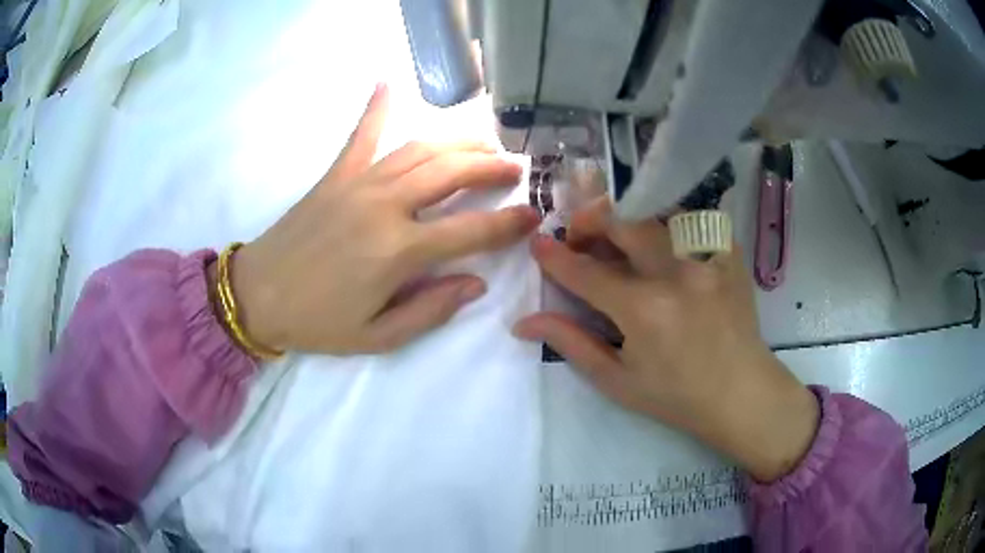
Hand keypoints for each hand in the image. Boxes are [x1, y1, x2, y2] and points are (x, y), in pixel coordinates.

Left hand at [229, 84, 539, 354]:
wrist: (257, 295)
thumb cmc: (317, 322)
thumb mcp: (377, 337)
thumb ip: (430, 311)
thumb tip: (475, 284)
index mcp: (398, 251)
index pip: (471, 230)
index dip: (509, 223)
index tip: (534, 214)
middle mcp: (385, 206)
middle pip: (452, 172)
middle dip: (492, 165)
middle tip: (517, 166)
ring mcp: (358, 183)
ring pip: (420, 148)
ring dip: (459, 140)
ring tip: (485, 140)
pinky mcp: (335, 175)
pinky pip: (361, 135)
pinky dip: (376, 108)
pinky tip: (388, 82)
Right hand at [513, 200, 817, 482]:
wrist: (741, 392)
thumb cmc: (677, 395)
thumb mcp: (617, 380)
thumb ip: (571, 343)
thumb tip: (524, 322)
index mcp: (645, 310)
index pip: (587, 271)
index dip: (555, 256)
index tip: (538, 245)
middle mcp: (676, 273)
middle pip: (622, 220)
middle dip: (590, 221)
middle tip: (580, 237)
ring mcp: (707, 256)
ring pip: (655, 210)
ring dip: (626, 218)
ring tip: (618, 238)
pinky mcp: (728, 251)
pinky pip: (690, 217)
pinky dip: (665, 223)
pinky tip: (660, 244)